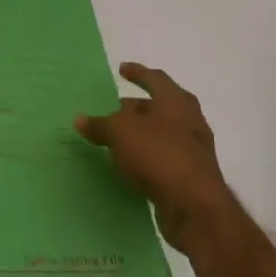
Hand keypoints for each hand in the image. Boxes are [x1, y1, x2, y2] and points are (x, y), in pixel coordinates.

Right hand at [77, 62, 230, 253]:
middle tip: (113, 109)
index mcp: (176, 102)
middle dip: (136, 108)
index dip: (137, 73)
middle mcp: (189, 122)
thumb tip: (80, 119)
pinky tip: (129, 164)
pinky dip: (146, 156)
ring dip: (141, 134)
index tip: (121, 69)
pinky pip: (163, 158)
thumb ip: (100, 124)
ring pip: (162, 134)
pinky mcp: (190, 176)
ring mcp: (193, 150)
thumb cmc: (159, 155)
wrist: (195, 207)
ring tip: (117, 138)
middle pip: (160, 107)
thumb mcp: (120, 133)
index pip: (155, 79)